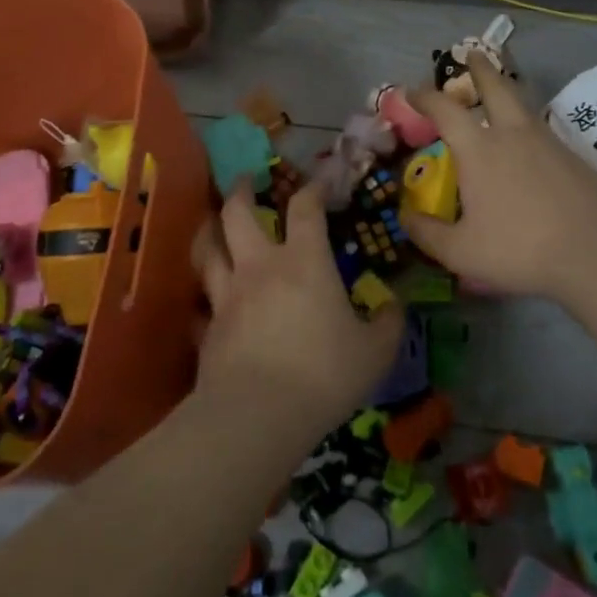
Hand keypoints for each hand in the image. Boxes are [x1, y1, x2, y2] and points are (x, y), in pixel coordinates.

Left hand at [192, 183, 401, 437]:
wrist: (258, 415)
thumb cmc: (324, 374)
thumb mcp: (375, 352)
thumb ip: (389, 324)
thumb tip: (396, 305)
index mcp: (304, 262)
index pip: (306, 208)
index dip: (313, 188)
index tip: (320, 182)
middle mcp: (260, 267)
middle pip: (238, 213)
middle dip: (241, 191)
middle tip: (244, 180)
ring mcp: (227, 296)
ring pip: (208, 250)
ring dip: (209, 230)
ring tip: (212, 223)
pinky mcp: (207, 329)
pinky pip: (200, 303)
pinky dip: (203, 298)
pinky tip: (205, 303)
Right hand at [400, 56, 596, 299]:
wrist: (596, 251)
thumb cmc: (520, 248)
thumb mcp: (461, 252)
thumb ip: (427, 234)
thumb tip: (406, 217)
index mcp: (479, 150)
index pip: (445, 110)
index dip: (425, 97)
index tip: (411, 91)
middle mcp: (512, 134)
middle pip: (495, 87)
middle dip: (480, 68)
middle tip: (472, 53)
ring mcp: (547, 142)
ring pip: (523, 104)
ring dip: (507, 90)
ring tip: (500, 90)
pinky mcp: (572, 157)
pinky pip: (542, 129)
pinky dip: (527, 123)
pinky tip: (528, 142)